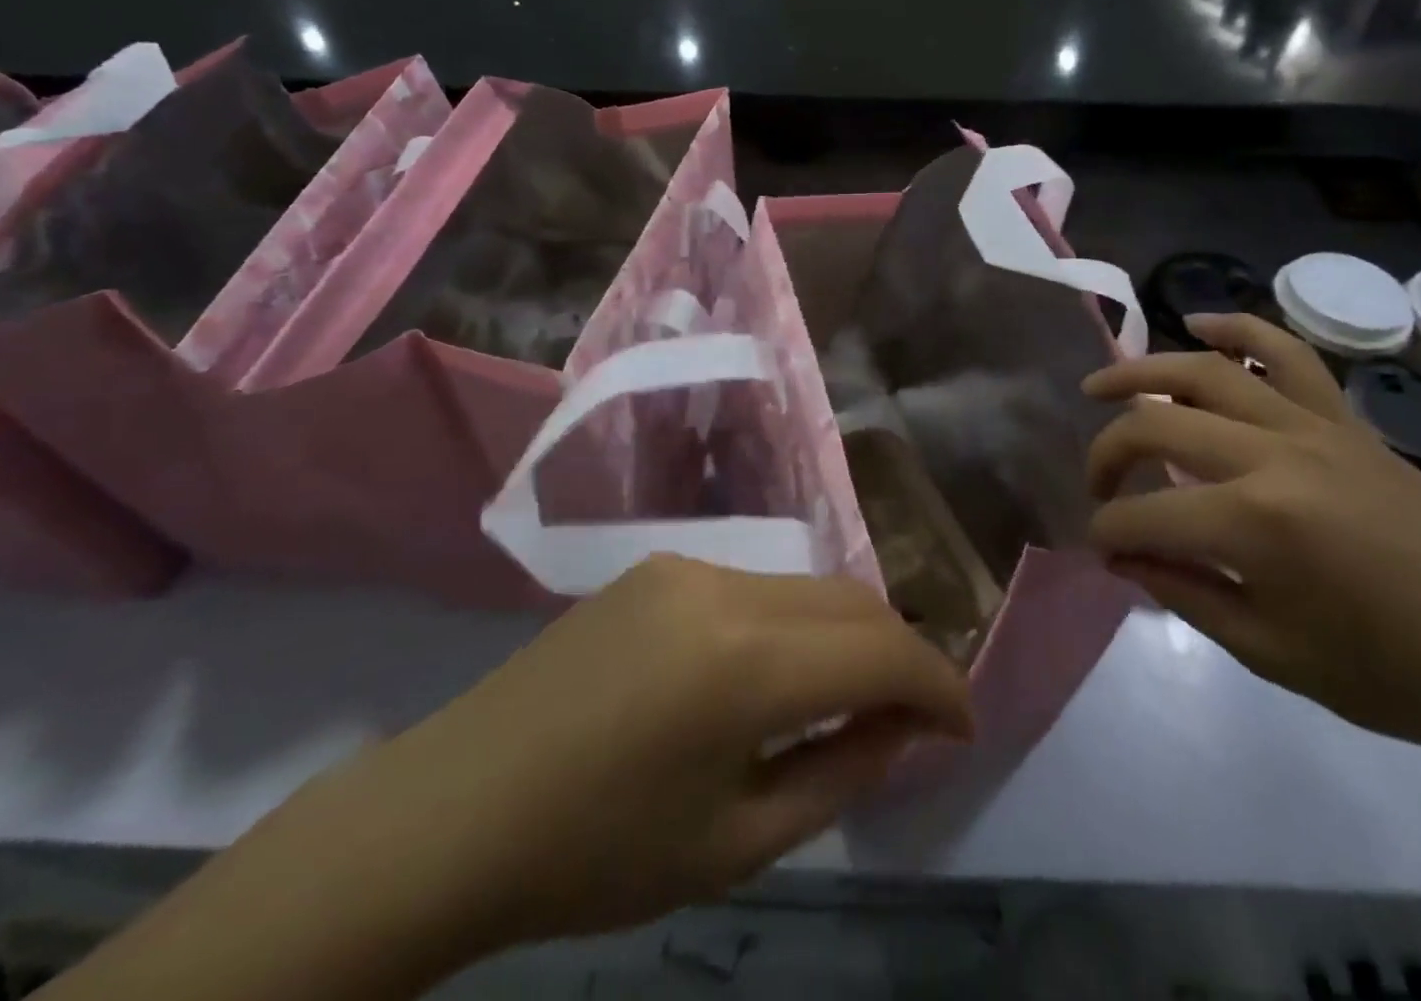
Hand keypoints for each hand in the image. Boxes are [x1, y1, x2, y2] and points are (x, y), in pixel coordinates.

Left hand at [299, 556, 971, 952]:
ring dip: (847, 636)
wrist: (458, 806)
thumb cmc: (596, 853)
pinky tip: (778, 675)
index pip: (882, 649)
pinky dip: (794, 625)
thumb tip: (902, 727)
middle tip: (918, 719)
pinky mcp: (661, 565)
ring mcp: (688, 566)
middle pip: (851, 600)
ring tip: (853, 700)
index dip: (939, 685)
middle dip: (901, 654)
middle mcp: (726, 586)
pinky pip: (758, 587)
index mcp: (745, 660)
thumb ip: (839, 772)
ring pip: (807, 588)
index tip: (962, 728)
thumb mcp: (736, 844)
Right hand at [1084, 313, 1420, 757]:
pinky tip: (1196, 323)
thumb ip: (1185, 593)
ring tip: (1099, 385)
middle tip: (1098, 486)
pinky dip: (1237, 327)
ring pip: (1205, 371)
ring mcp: (1311, 426)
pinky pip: (1285, 352)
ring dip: (1140, 371)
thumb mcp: (1275, 655)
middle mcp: (1274, 456)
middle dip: (1108, 455)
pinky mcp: (1341, 418)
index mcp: (1257, 524)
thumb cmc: (1402, 673)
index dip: (1110, 534)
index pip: (1145, 517)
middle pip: (1157, 427)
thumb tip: (1124, 556)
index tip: (1104, 553)